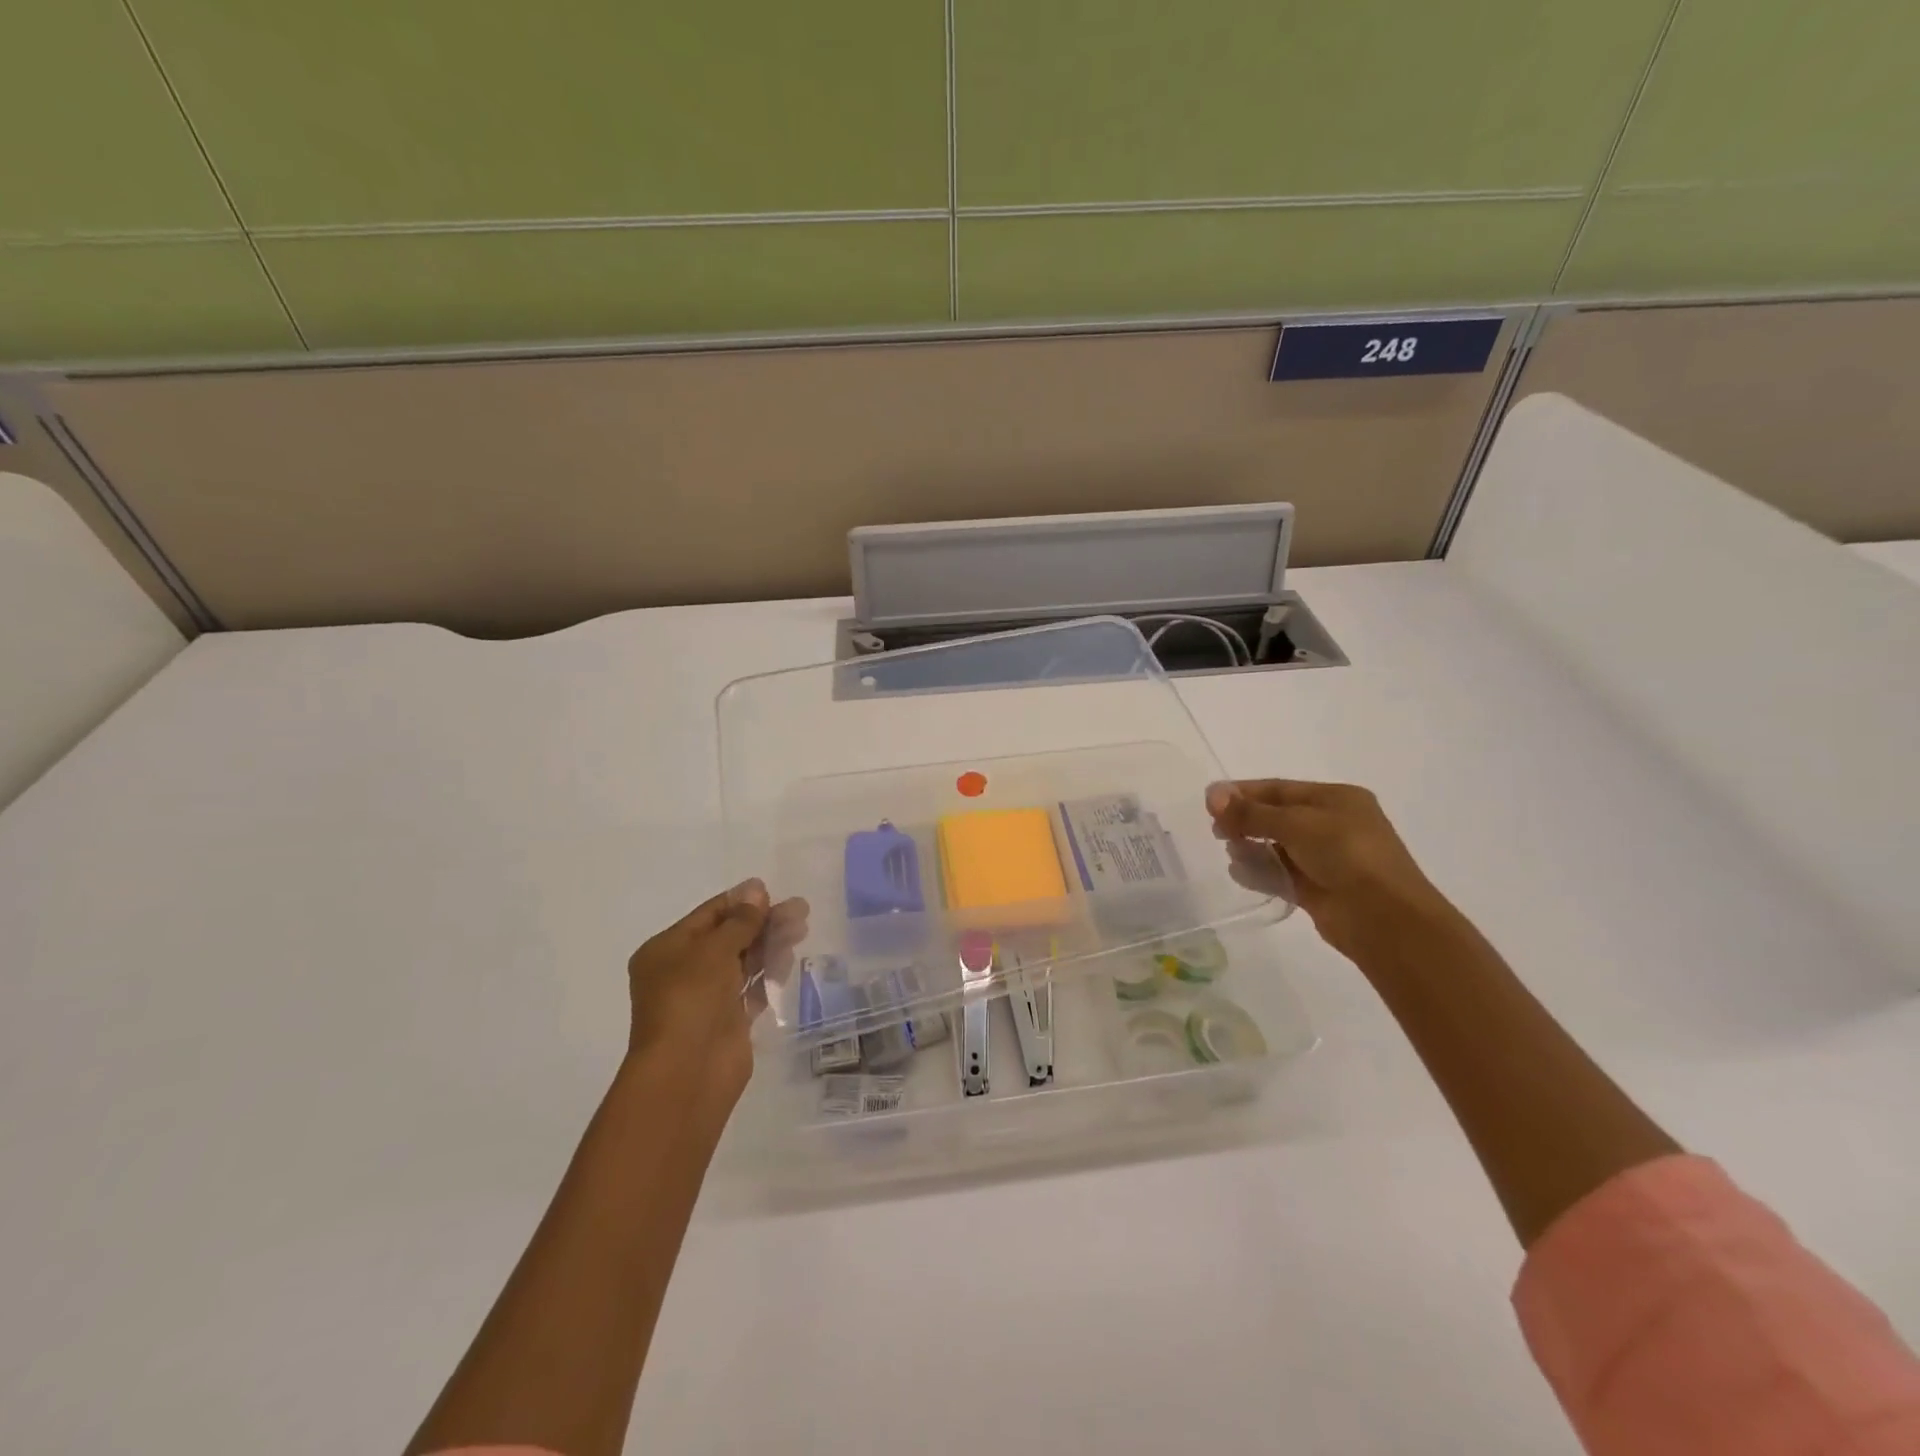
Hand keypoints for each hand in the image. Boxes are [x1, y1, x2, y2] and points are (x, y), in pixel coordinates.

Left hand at [625, 879, 809, 1107]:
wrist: (687, 1072)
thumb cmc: (691, 999)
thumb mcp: (714, 949)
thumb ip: (740, 920)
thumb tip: (756, 888)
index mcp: (667, 949)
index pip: (708, 915)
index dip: (741, 901)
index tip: (773, 892)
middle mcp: (684, 971)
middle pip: (729, 936)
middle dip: (763, 922)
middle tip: (799, 910)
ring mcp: (707, 997)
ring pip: (744, 961)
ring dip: (771, 944)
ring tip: (801, 929)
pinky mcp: (729, 1020)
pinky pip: (752, 988)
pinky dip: (769, 972)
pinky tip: (789, 958)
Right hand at [1206, 779, 1454, 961]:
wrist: (1384, 917)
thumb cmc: (1346, 854)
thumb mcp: (1295, 823)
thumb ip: (1251, 812)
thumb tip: (1211, 795)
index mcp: (1336, 799)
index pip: (1279, 789)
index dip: (1243, 792)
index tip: (1209, 800)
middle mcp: (1332, 825)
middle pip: (1276, 817)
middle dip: (1245, 821)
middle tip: (1216, 830)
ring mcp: (1326, 859)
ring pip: (1276, 846)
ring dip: (1250, 847)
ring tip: (1231, 853)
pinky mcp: (1318, 889)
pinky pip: (1281, 874)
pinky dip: (1260, 872)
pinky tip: (1239, 873)